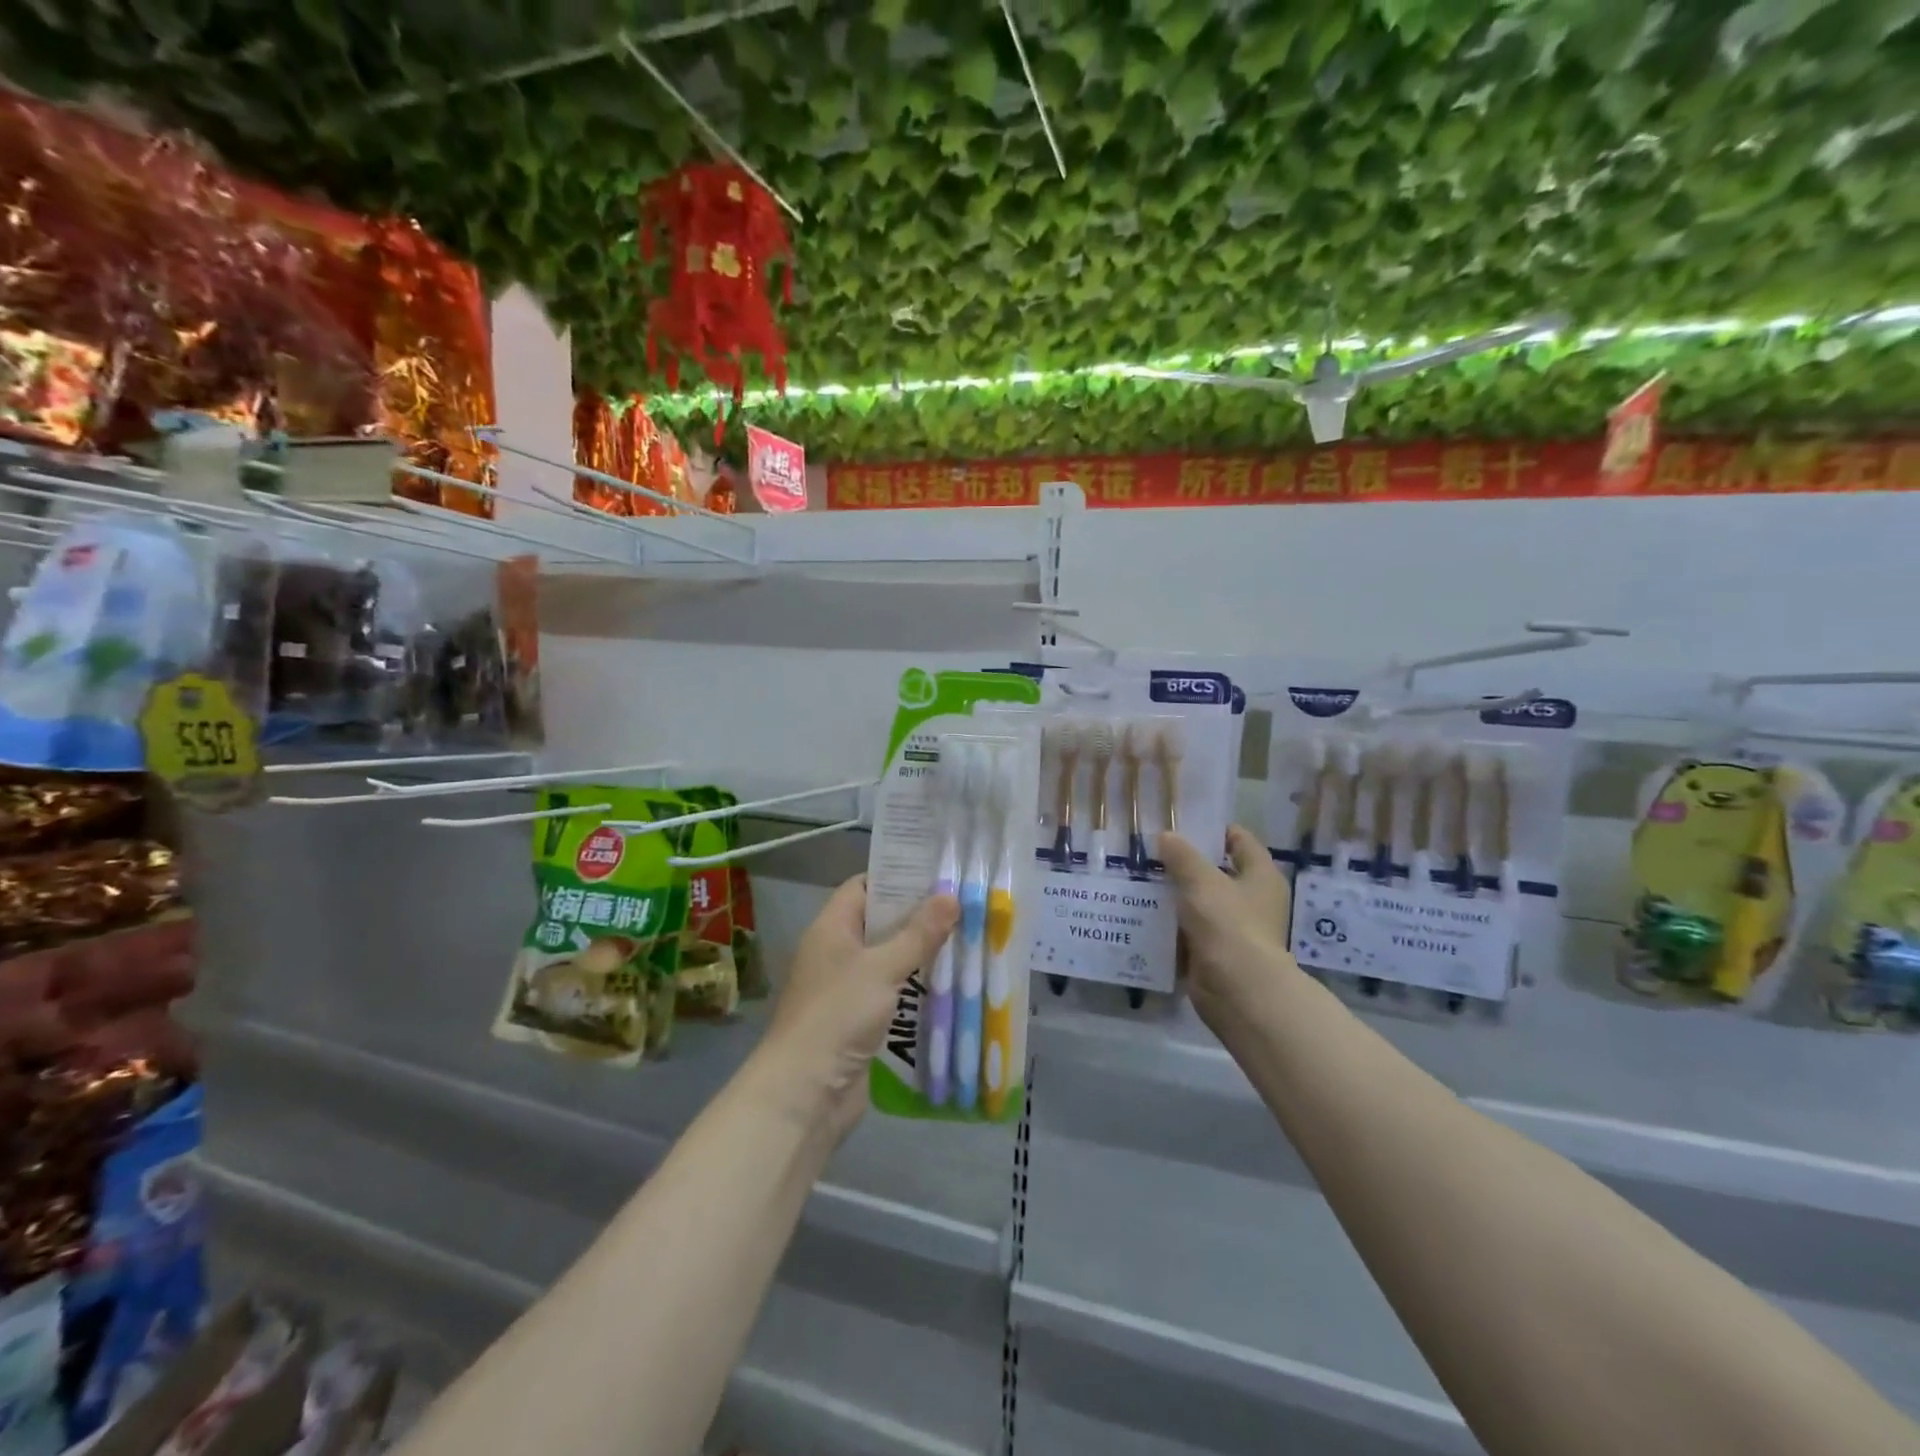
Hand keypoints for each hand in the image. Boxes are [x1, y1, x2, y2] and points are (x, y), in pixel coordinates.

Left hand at [761, 876, 957, 1136]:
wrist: (805, 1093)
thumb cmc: (837, 1015)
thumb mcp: (882, 968)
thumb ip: (918, 933)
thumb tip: (951, 895)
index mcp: (832, 928)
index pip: (865, 886)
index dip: (898, 877)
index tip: (939, 872)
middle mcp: (838, 951)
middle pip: (881, 922)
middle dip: (920, 915)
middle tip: (965, 905)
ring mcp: (848, 987)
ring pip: (890, 958)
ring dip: (923, 953)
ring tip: (968, 938)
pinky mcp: (860, 1019)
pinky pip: (893, 991)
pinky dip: (917, 986)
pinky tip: (951, 983)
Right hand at [1158, 826, 1296, 1032]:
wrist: (1236, 988)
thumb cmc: (1227, 923)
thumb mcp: (1201, 880)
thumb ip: (1182, 856)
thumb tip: (1166, 837)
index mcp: (1260, 876)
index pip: (1240, 841)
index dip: (1214, 830)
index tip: (1182, 825)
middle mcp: (1253, 900)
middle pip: (1217, 872)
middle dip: (1186, 863)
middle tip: (1153, 852)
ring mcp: (1234, 928)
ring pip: (1200, 903)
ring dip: (1175, 895)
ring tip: (1142, 880)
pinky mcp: (1215, 952)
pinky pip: (1189, 931)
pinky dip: (1171, 924)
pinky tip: (1144, 913)